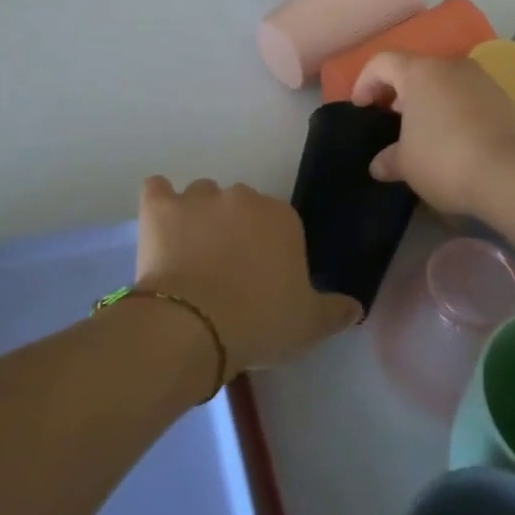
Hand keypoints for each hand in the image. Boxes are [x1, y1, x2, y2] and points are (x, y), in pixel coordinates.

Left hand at [135, 177, 360, 373]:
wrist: (194, 326)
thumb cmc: (258, 322)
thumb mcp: (308, 325)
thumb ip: (335, 311)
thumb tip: (356, 307)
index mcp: (282, 217)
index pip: (280, 223)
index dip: (270, 249)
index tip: (262, 278)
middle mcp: (243, 197)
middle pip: (241, 206)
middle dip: (235, 229)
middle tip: (226, 270)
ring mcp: (199, 198)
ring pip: (201, 195)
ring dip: (199, 215)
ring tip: (190, 253)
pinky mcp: (160, 207)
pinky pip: (157, 189)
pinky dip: (159, 202)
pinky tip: (159, 224)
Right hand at [351, 51, 514, 215]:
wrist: (513, 174)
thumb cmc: (445, 159)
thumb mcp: (406, 164)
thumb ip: (389, 159)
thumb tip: (379, 165)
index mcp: (420, 72)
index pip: (383, 62)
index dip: (365, 81)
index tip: (361, 107)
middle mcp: (452, 66)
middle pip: (417, 70)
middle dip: (400, 92)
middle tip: (391, 119)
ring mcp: (484, 80)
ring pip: (446, 83)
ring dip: (431, 102)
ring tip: (424, 133)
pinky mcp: (507, 100)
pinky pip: (471, 99)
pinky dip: (456, 112)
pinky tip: (455, 141)